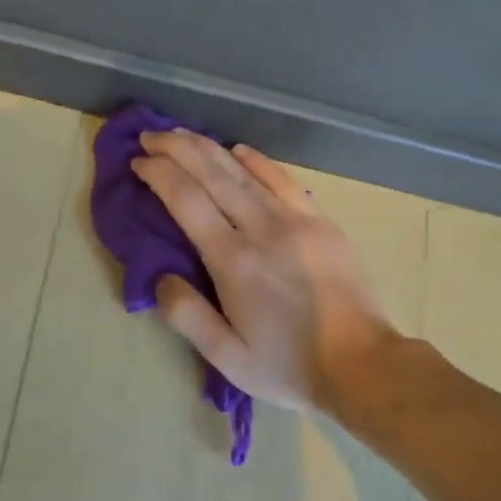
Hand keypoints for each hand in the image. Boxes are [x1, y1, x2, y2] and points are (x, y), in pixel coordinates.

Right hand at [130, 129, 400, 409]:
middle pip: (213, 174)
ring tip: (183, 135)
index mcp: (232, 261)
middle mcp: (261, 229)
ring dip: (209, 148)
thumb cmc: (288, 365)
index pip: (186, 200)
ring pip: (245, 171)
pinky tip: (239, 150)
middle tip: (151, 136)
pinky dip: (258, 161)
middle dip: (176, 149)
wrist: (362, 365)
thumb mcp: (227, 357)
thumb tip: (161, 278)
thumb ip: (187, 316)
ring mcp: (296, 221)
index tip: (138, 163)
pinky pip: (284, 181)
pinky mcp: (321, 223)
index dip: (158, 175)